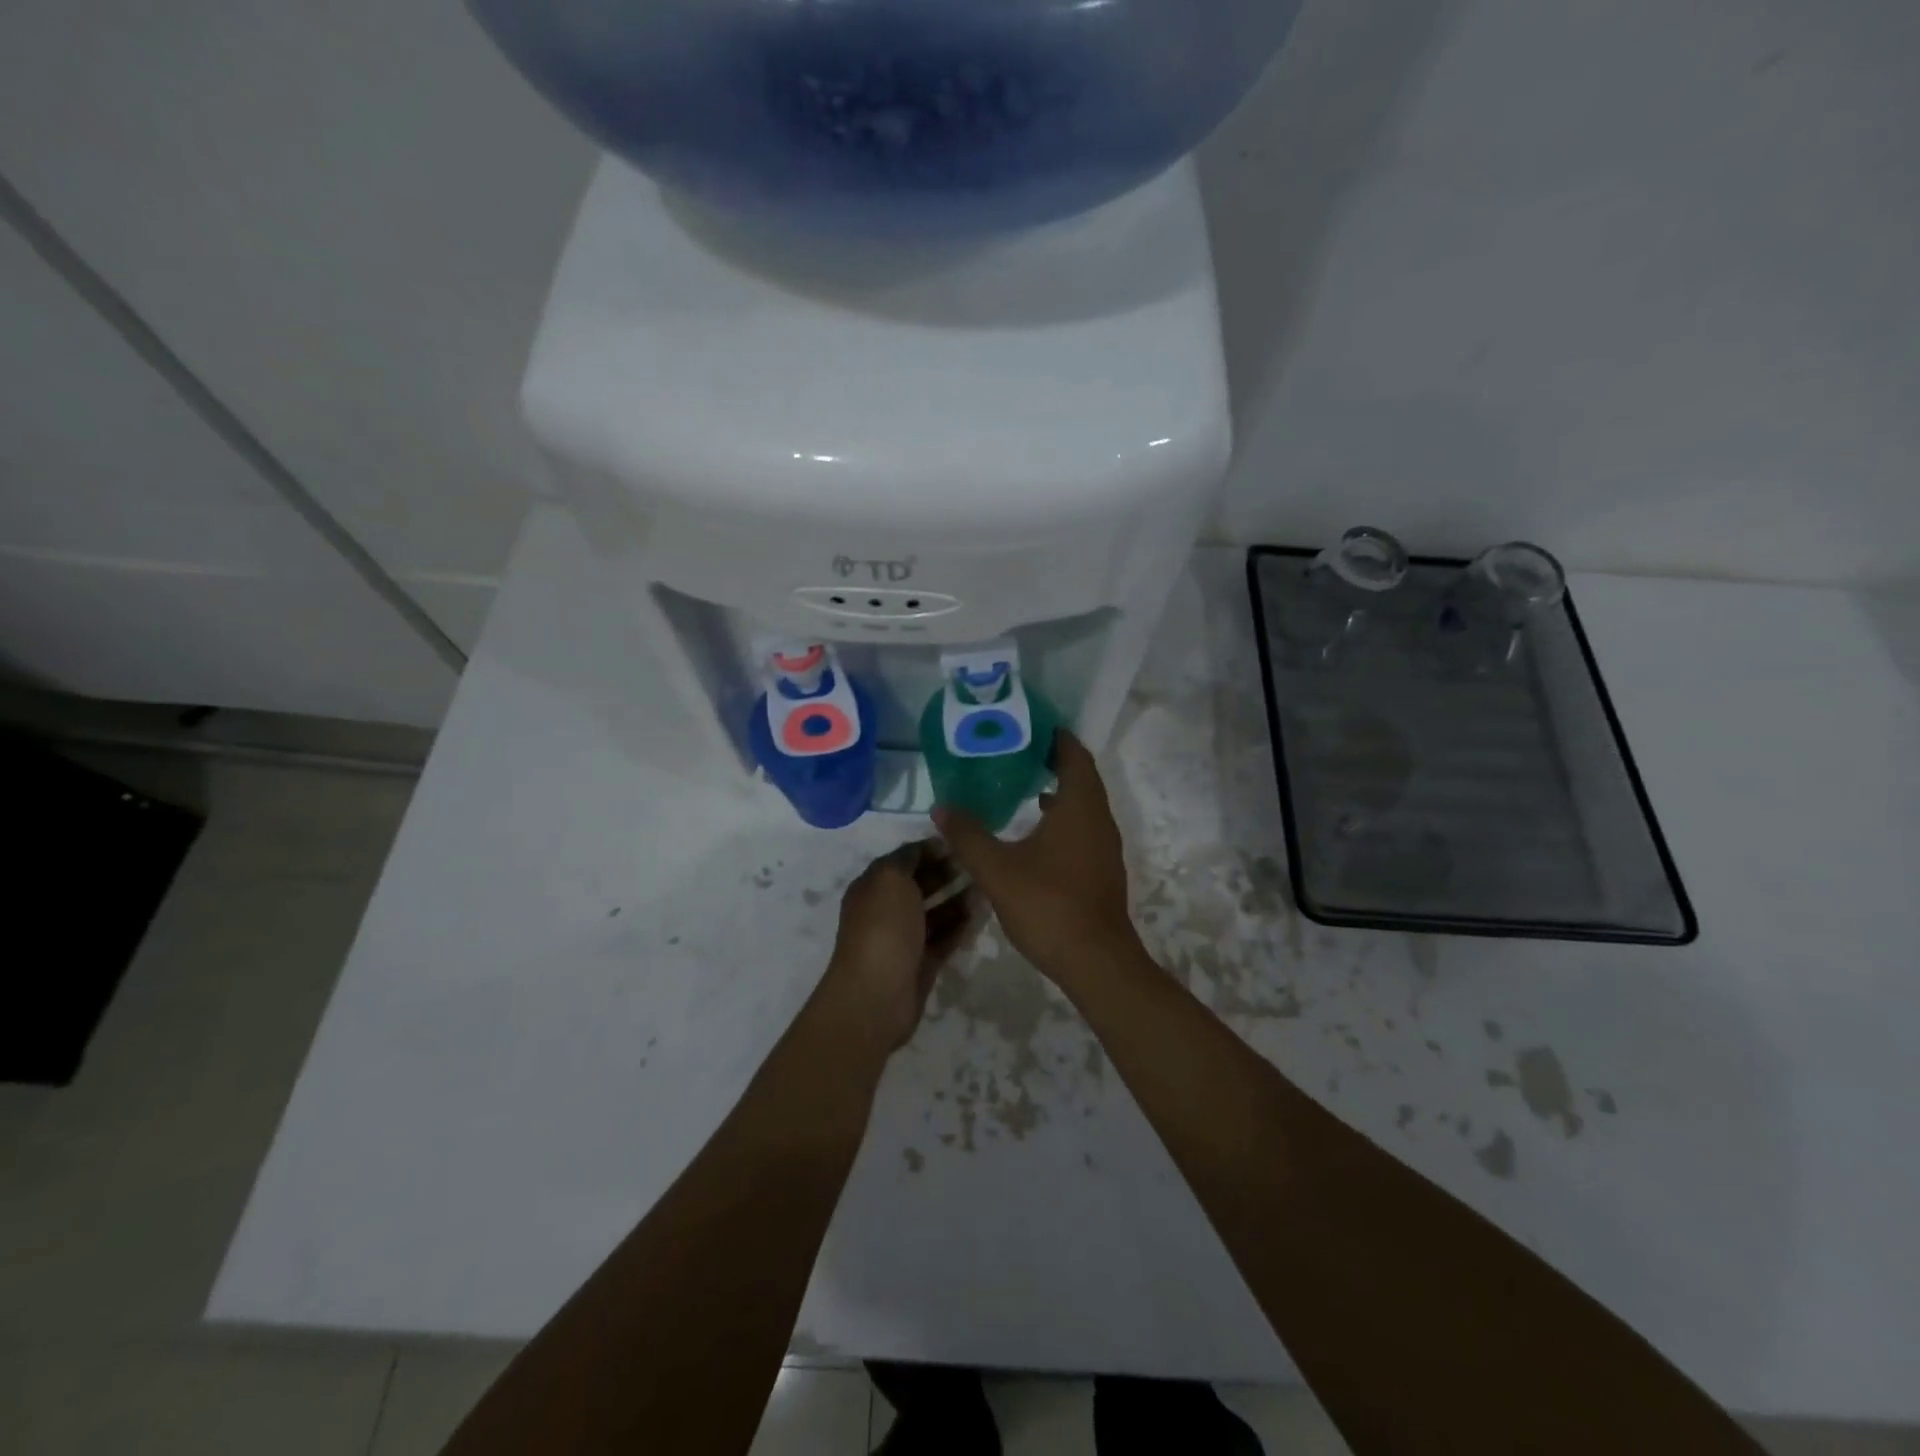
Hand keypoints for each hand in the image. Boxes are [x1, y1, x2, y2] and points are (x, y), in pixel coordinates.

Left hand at [818, 843, 973, 1052]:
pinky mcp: (922, 963)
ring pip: (936, 912)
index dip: (930, 849)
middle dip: (947, 872)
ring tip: (988, 886)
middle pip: (920, 885)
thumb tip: (924, 848)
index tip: (962, 841)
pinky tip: (983, 913)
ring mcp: (904, 939)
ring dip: (958, 898)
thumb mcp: (890, 879)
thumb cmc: (882, 928)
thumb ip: (907, 858)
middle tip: (979, 863)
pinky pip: (945, 937)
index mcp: (872, 887)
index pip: (904, 859)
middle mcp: (886, 910)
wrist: (876, 995)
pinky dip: (961, 925)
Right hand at [932, 731, 1138, 985]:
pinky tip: (1034, 834)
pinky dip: (1062, 819)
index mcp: (1080, 807)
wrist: (1096, 961)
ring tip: (1020, 786)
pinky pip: (1082, 829)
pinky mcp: (1101, 870)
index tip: (1031, 725)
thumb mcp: (998, 869)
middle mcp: (1098, 820)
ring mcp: (1104, 847)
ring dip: (1058, 792)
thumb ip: (968, 836)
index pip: (1074, 756)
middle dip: (1053, 761)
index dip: (1056, 737)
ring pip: (1083, 806)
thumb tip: (940, 808)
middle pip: (1081, 778)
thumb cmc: (1048, 905)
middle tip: (1016, 752)